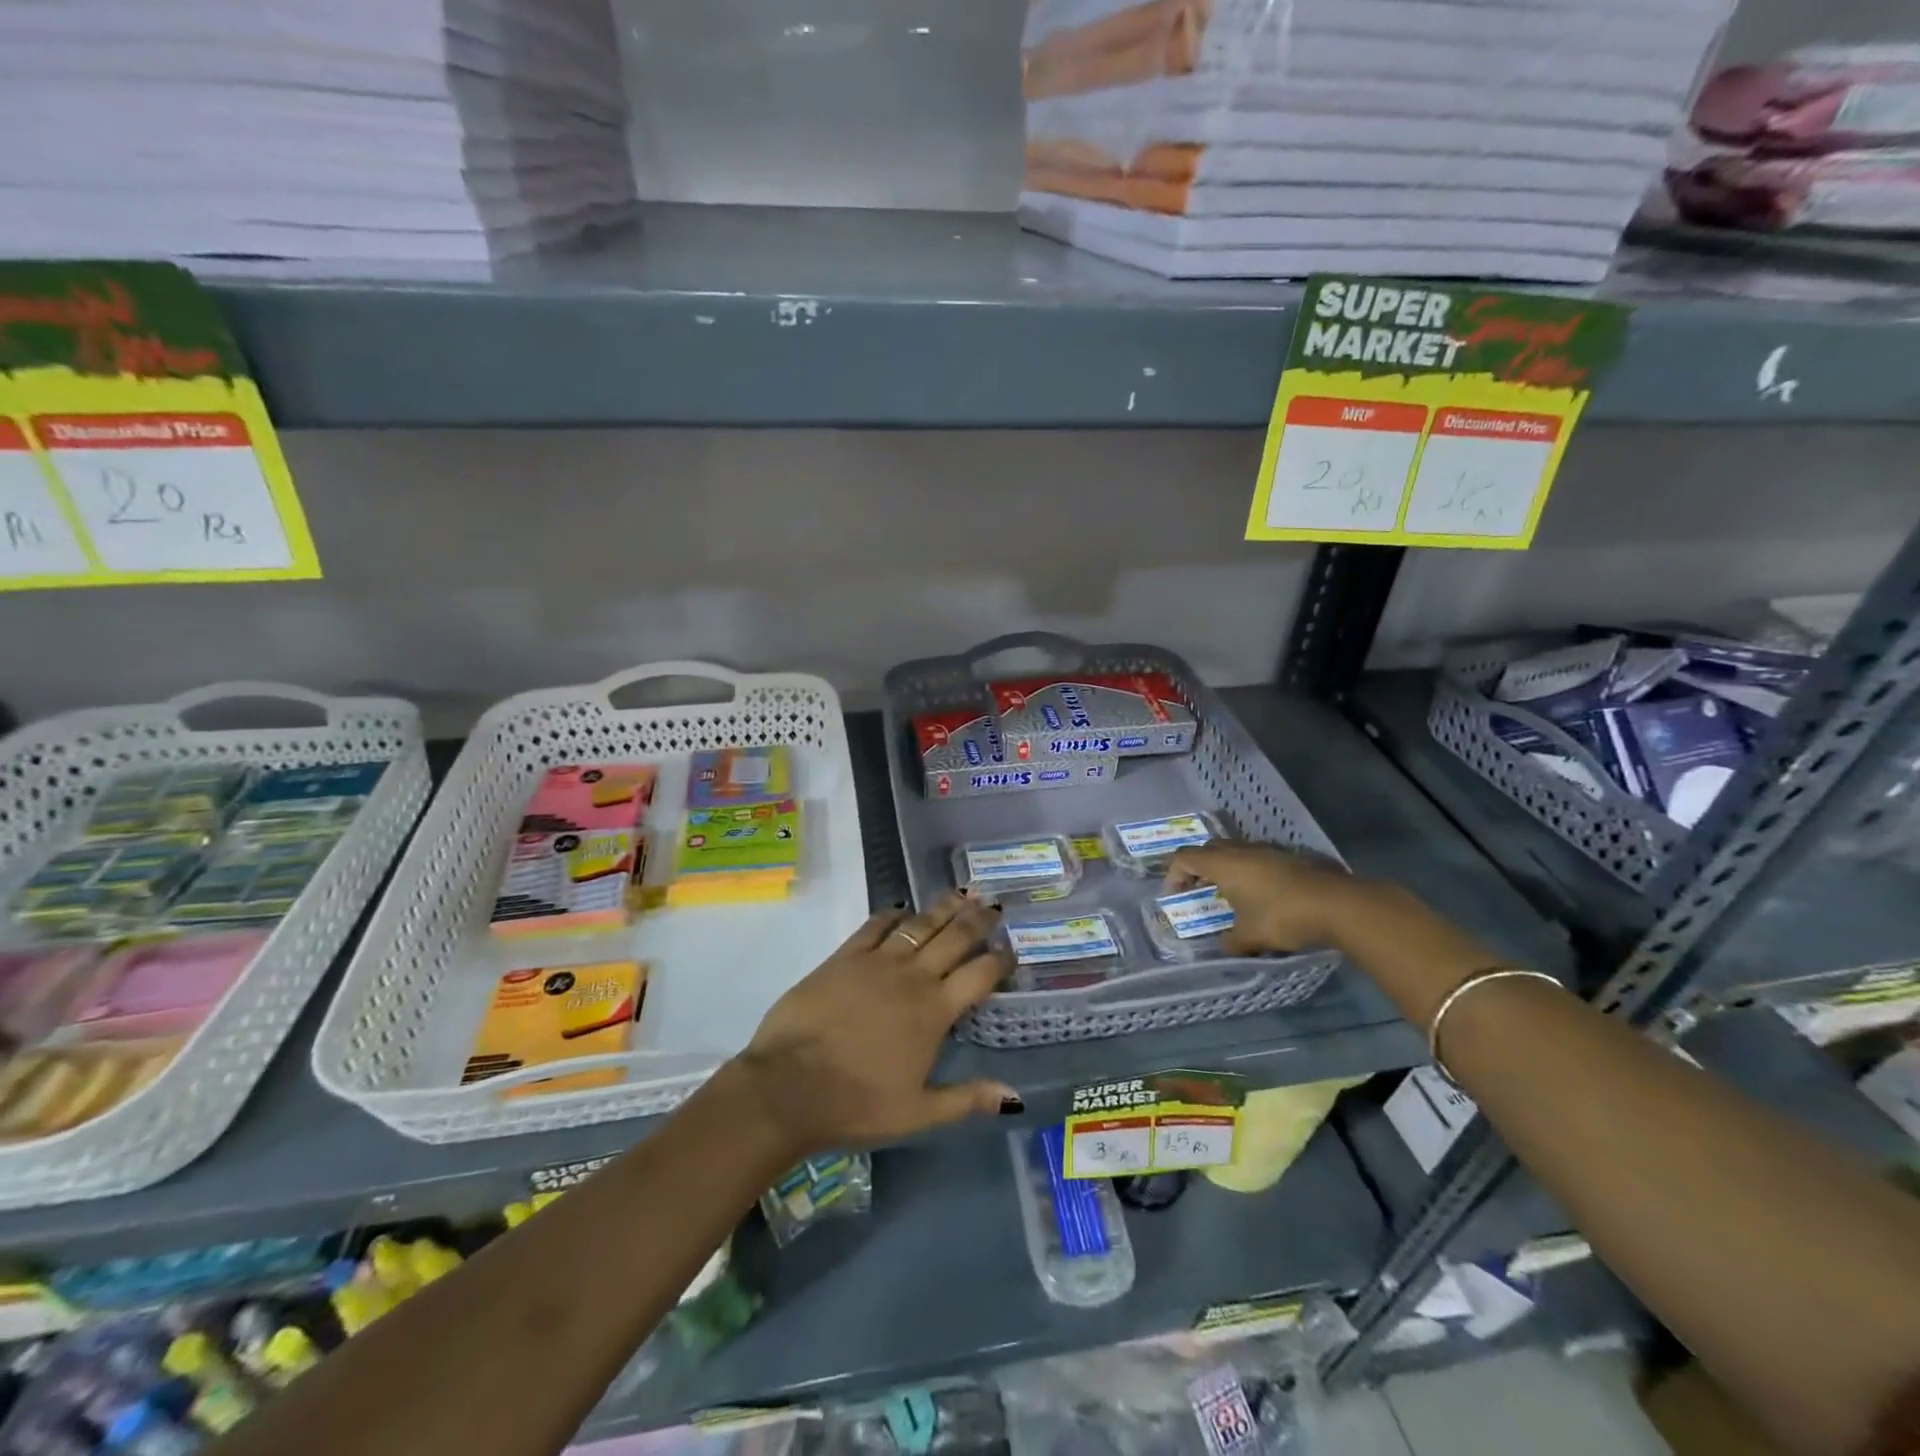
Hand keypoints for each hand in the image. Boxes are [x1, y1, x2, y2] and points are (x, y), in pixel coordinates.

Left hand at [732, 891, 1019, 1154]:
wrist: (788, 1086)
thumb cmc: (856, 1104)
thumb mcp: (917, 1113)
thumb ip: (967, 1099)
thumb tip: (1015, 1095)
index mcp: (934, 1011)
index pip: (979, 974)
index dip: (1000, 959)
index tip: (1012, 949)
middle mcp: (912, 977)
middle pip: (954, 937)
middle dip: (978, 920)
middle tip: (993, 906)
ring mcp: (876, 962)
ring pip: (919, 924)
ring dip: (943, 908)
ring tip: (961, 894)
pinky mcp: (844, 957)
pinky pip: (874, 925)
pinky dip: (892, 915)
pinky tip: (901, 910)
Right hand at [1164, 843, 1358, 954]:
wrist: (1337, 904)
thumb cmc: (1282, 916)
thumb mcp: (1250, 937)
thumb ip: (1231, 942)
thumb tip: (1224, 948)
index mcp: (1223, 864)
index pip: (1184, 857)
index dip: (1173, 874)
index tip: (1175, 895)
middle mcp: (1241, 850)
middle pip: (1208, 849)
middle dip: (1199, 868)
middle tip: (1199, 890)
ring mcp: (1268, 850)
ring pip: (1235, 851)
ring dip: (1226, 868)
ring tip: (1231, 894)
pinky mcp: (1290, 857)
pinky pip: (1258, 858)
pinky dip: (1250, 871)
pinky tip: (1262, 894)